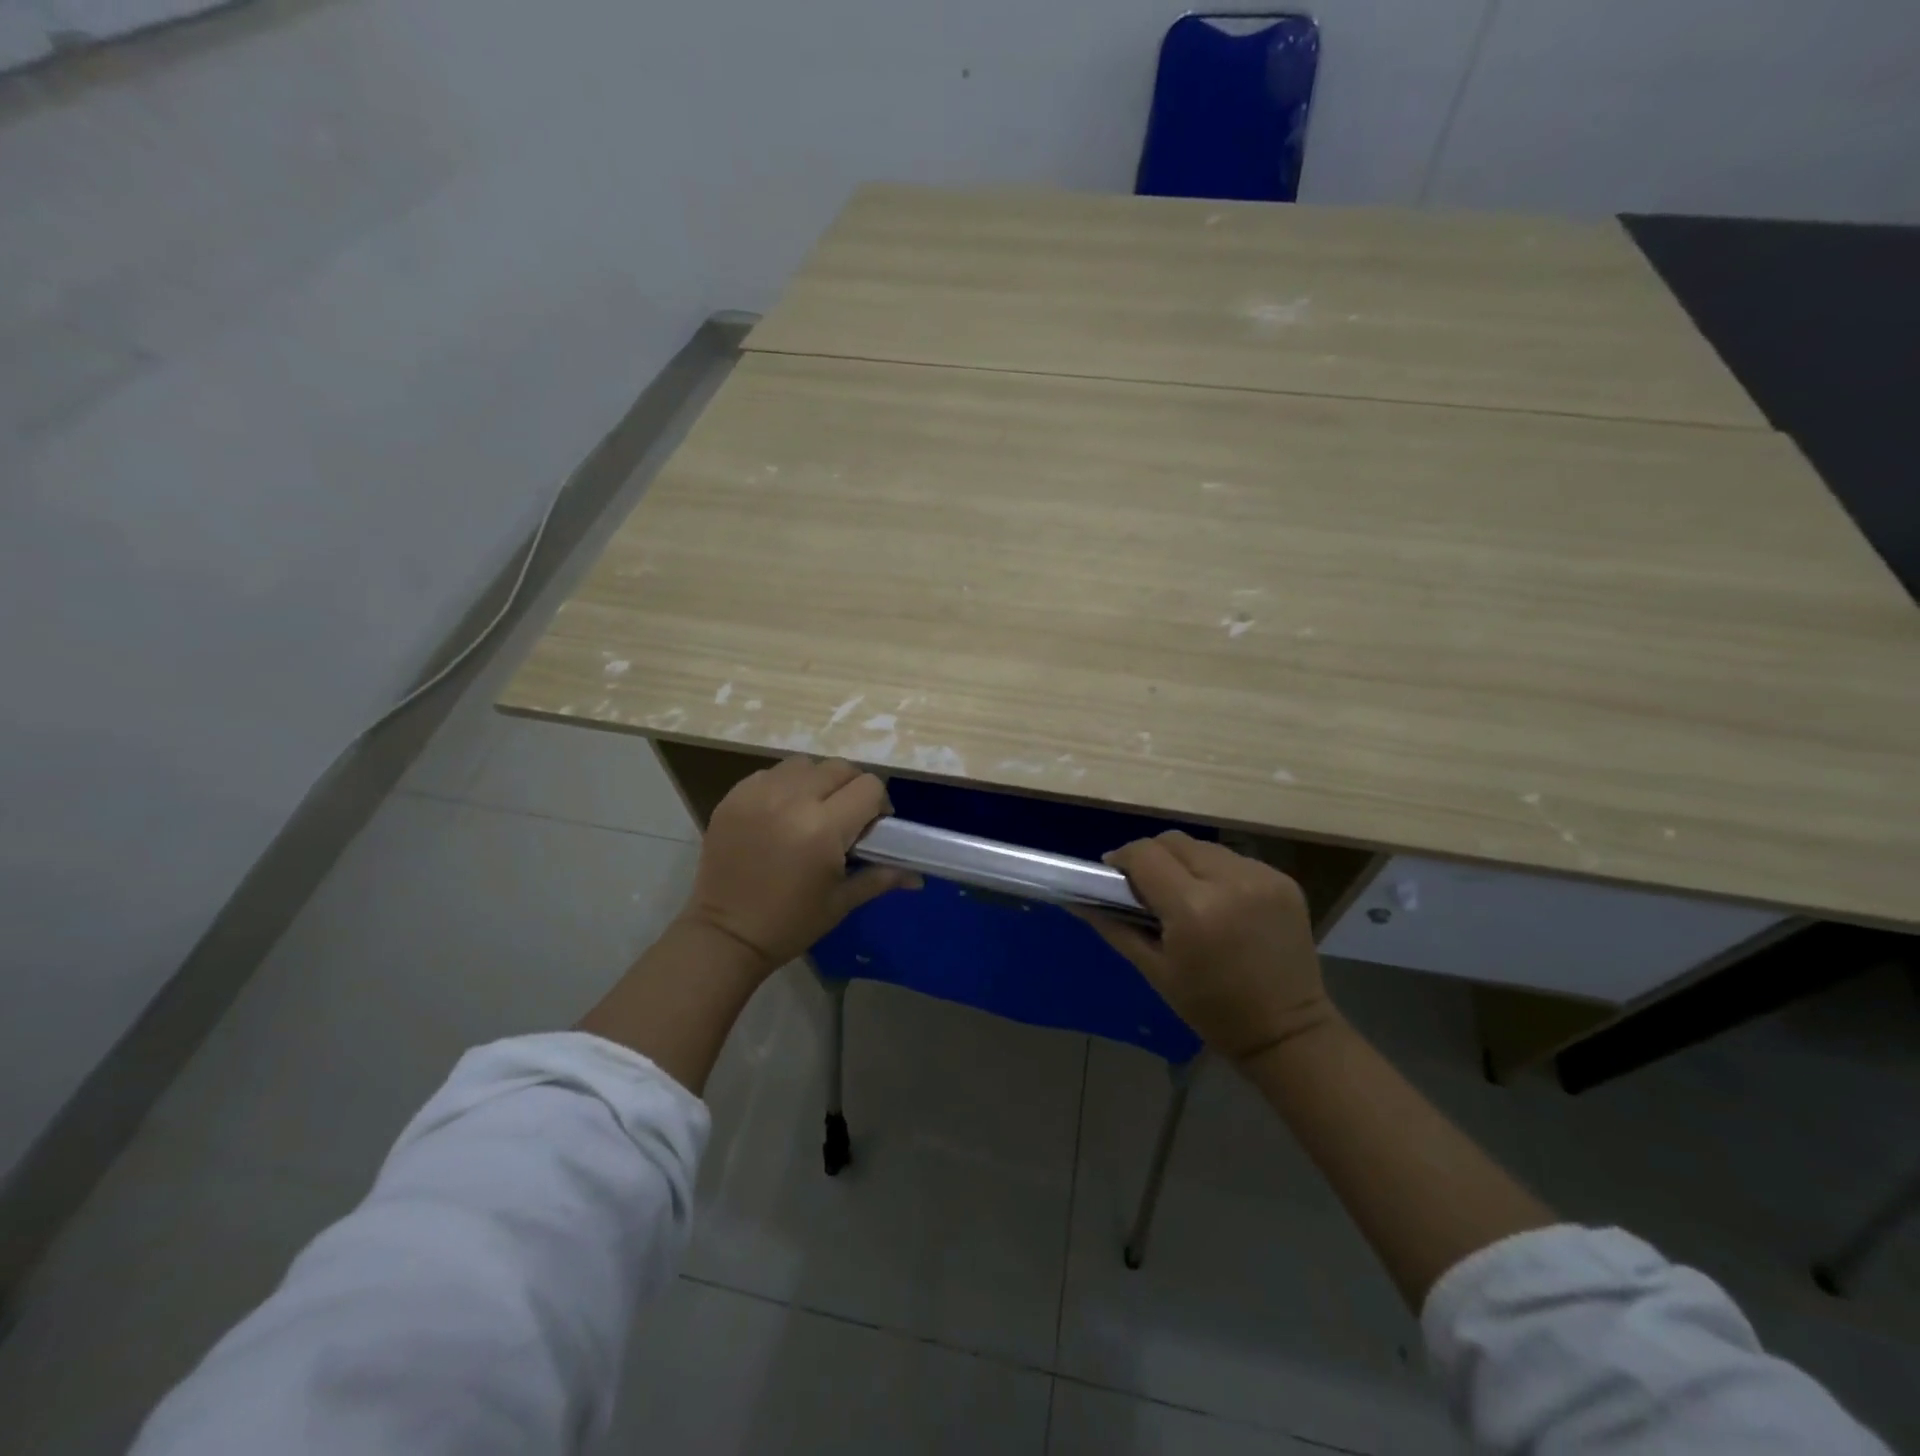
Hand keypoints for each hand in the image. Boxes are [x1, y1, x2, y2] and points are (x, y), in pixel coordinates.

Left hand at [679, 756, 919, 979]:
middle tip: (845, 818)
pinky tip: (781, 813)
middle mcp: (792, 800)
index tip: (871, 826)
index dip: (878, 804)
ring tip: (812, 810)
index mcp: (823, 828)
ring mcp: (758, 794)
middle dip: (851, 788)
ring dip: (817, 781)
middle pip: (839, 768)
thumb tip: (918, 876)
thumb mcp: (841, 901)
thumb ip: (881, 877)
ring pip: (805, 765)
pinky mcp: (734, 796)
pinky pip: (771, 773)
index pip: (869, 786)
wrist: (724, 935)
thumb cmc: (790, 923)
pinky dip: (784, 786)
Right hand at [1082, 831, 1335, 1065]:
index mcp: (1193, 909)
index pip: (1145, 854)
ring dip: (1185, 862)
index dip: (1123, 859)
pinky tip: (1218, 901)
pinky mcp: (1284, 880)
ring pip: (1204, 847)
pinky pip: (1235, 860)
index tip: (1113, 875)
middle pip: (1174, 841)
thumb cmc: (1211, 1009)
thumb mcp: (1155, 971)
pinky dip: (1217, 872)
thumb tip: (1076, 900)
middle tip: (1147, 886)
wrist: (1288, 1031)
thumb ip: (1115, 927)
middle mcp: (1230, 882)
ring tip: (1184, 894)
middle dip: (1152, 857)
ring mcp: (1262, 877)